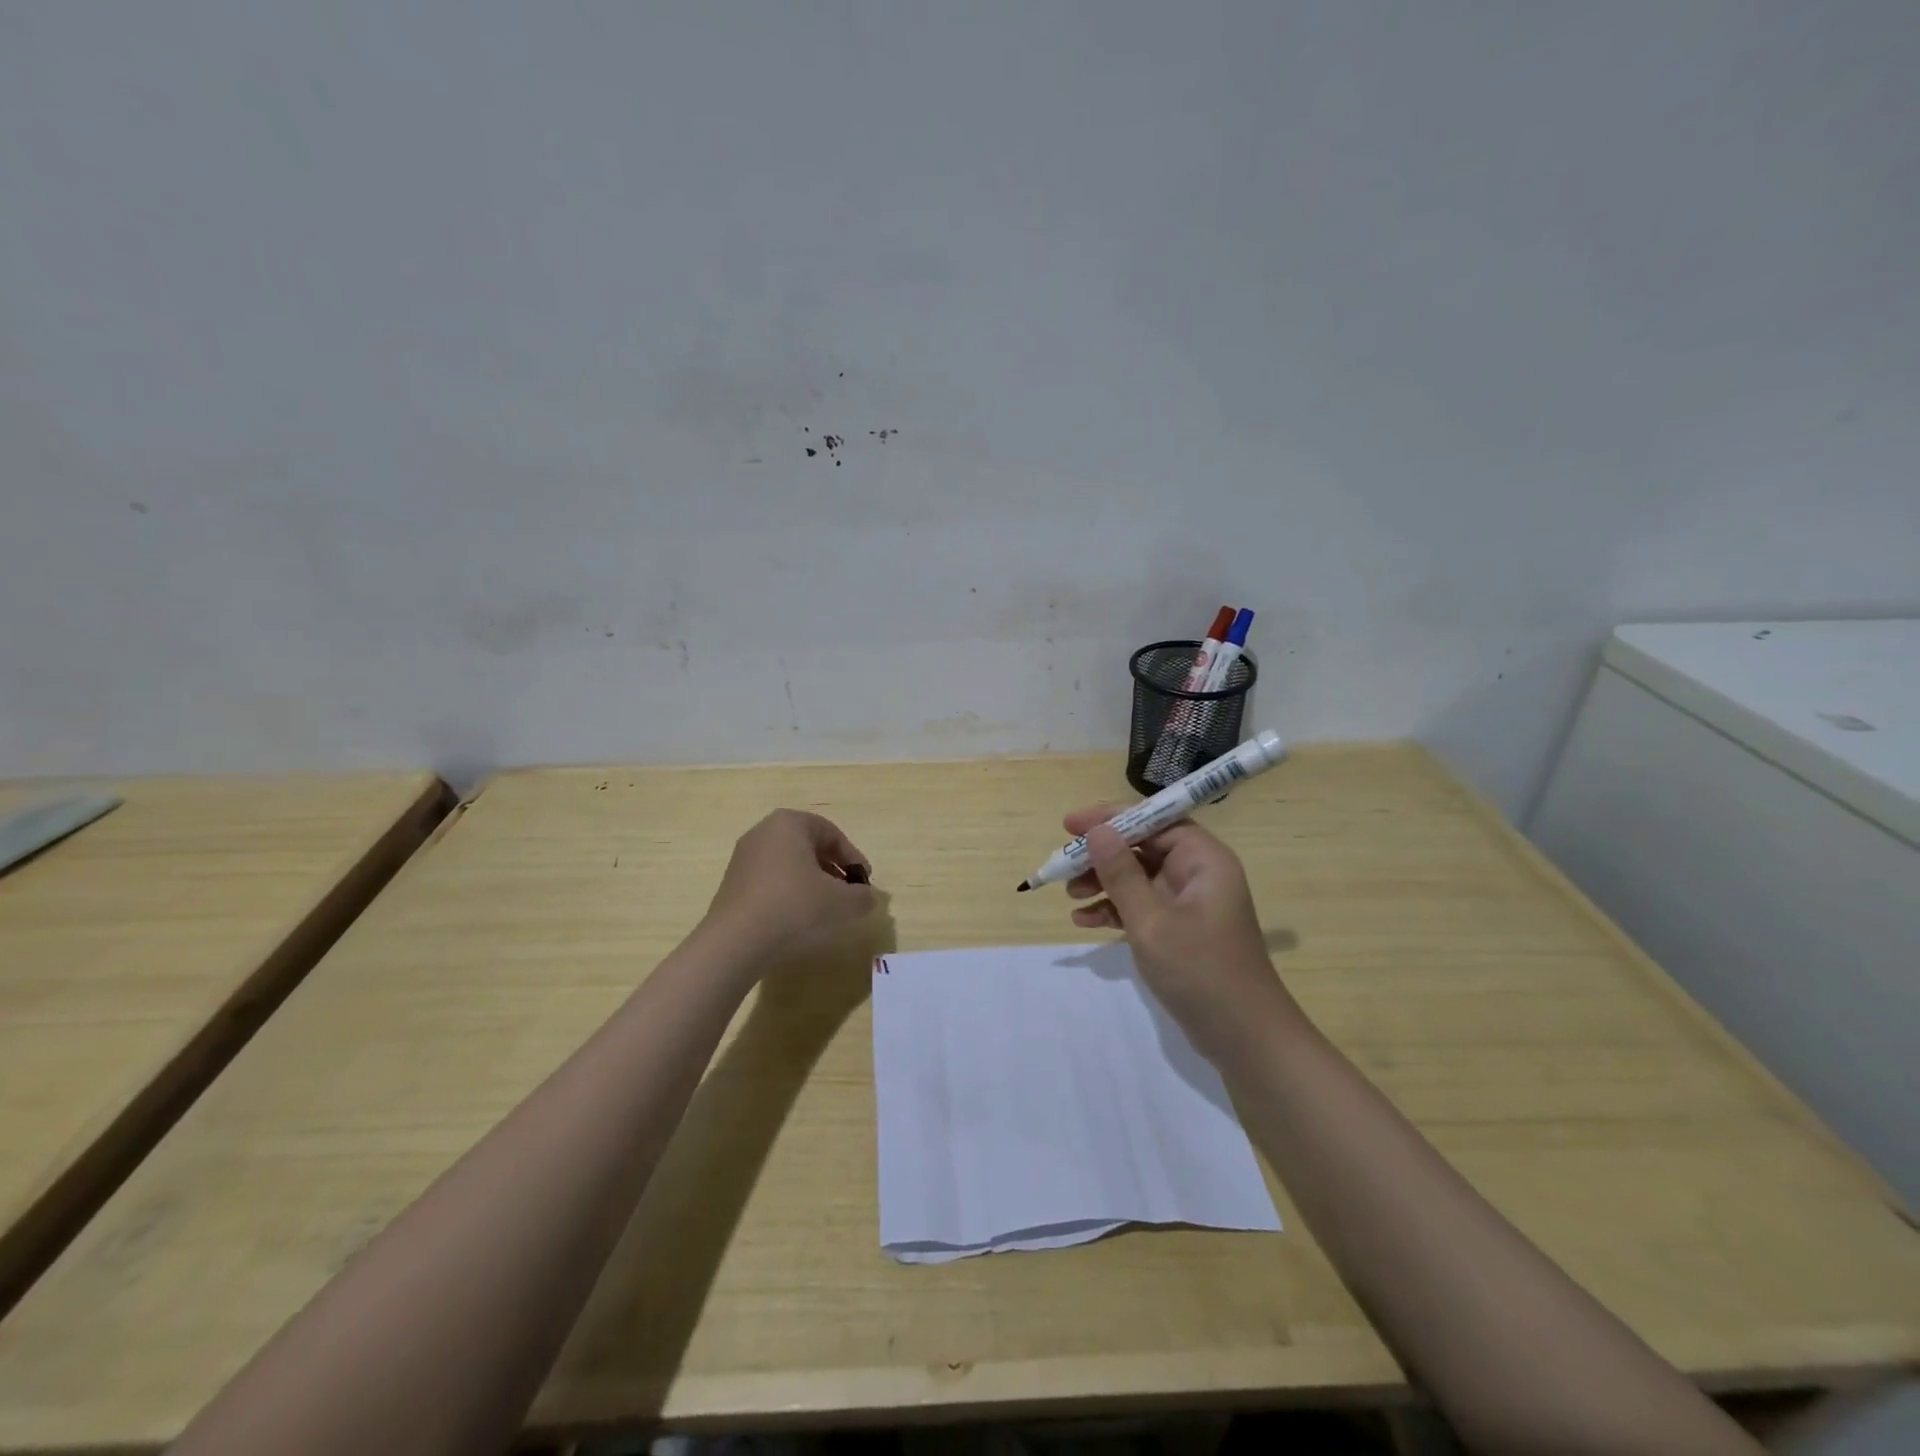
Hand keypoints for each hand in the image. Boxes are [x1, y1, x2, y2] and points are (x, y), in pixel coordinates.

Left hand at [705, 809, 875, 963]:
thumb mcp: (841, 902)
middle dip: (832, 869)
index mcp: (789, 823)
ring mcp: (744, 857)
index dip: (853, 858)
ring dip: (811, 882)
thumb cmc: (794, 907)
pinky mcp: (733, 883)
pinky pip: (771, 881)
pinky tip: (797, 918)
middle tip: (847, 893)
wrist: (736, 941)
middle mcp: (763, 832)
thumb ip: (862, 896)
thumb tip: (868, 897)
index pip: (831, 833)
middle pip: (809, 846)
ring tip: (824, 909)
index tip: (864, 882)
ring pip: (789, 864)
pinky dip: (789, 893)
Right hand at [1063, 806, 1286, 1050]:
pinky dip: (1114, 909)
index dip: (1111, 818)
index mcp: (1203, 859)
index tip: (1070, 825)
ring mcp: (1189, 903)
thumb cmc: (1200, 971)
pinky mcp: (1180, 929)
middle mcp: (1198, 873)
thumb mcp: (1151, 921)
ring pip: (1138, 877)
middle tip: (1063, 865)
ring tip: (1070, 896)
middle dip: (1102, 855)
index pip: (1154, 820)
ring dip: (1103, 882)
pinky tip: (1085, 921)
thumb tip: (1097, 831)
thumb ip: (1121, 874)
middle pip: (1143, 847)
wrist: (1244, 1038)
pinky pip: (1141, 905)